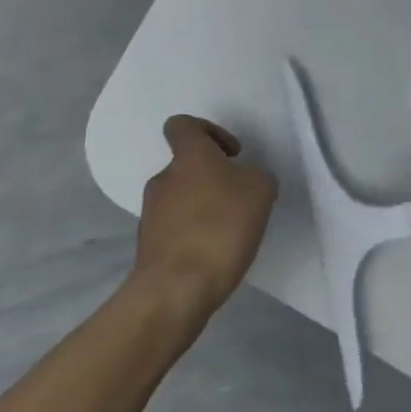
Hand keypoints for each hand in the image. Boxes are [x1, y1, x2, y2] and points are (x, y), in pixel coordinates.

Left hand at [135, 116, 278, 312]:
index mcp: (189, 157)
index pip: (183, 125)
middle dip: (213, 178)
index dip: (208, 131)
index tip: (232, 153)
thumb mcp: (261, 190)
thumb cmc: (222, 226)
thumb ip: (254, 176)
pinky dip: (195, 232)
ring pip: (182, 197)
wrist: (178, 286)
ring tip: (231, 230)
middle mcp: (164, 178)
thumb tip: (243, 180)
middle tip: (241, 199)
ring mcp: (151, 212)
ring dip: (204, 206)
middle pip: (187, 166)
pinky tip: (215, 251)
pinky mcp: (149, 243)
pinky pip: (176, 226)